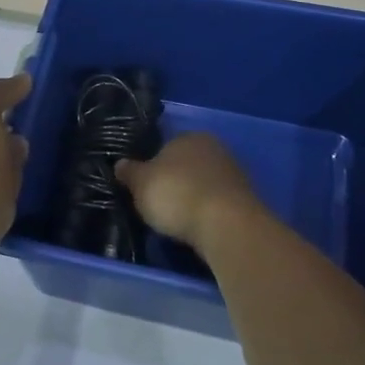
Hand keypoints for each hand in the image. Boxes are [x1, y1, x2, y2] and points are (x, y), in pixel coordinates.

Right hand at [117, 132, 263, 258]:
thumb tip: (119, 164)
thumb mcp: (141, 184)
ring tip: (179, 221)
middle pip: (187, 165)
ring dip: (193, 198)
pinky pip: (218, 203)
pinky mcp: (246, 199)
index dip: (153, 167)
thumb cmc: (176, 195)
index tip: (146, 187)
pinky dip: (208, 213)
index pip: (166, 147)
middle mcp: (214, 148)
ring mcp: (233, 173)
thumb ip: (129, 173)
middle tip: (160, 205)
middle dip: (176, 182)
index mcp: (188, 136)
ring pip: (204, 184)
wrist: (226, 224)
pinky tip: (199, 228)